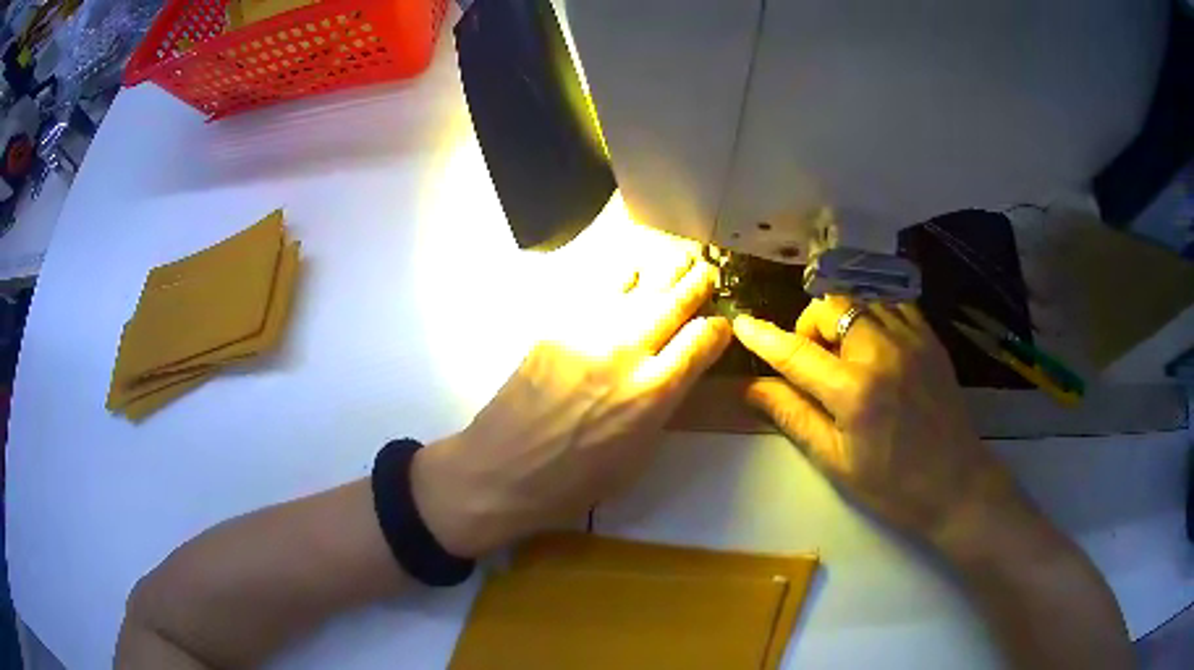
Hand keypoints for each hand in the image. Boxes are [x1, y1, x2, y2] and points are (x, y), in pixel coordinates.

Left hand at [412, 252, 730, 557]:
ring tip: (677, 258)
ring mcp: (587, 334)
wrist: (503, 470)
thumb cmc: (575, 481)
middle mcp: (627, 353)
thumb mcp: (638, 455)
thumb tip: (676, 374)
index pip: (701, 340)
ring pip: (636, 287)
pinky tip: (629, 273)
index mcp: (654, 393)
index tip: (720, 325)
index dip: (717, 328)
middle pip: (672, 303)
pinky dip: (620, 280)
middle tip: (706, 270)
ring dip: (662, 272)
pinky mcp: (556, 328)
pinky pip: (597, 292)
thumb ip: (662, 407)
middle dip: (696, 283)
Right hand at [733, 297, 1030, 545]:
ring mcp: (911, 340)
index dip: (763, 337)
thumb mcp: (836, 462)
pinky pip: (893, 303)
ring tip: (844, 353)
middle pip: (830, 306)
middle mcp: (882, 352)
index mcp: (854, 392)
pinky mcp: (930, 339)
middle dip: (810, 326)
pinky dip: (873, 313)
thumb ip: (794, 417)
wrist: (957, 485)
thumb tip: (752, 388)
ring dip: (841, 317)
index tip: (741, 324)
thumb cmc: (892, 486)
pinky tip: (874, 343)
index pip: (795, 353)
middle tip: (813, 361)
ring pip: (861, 298)